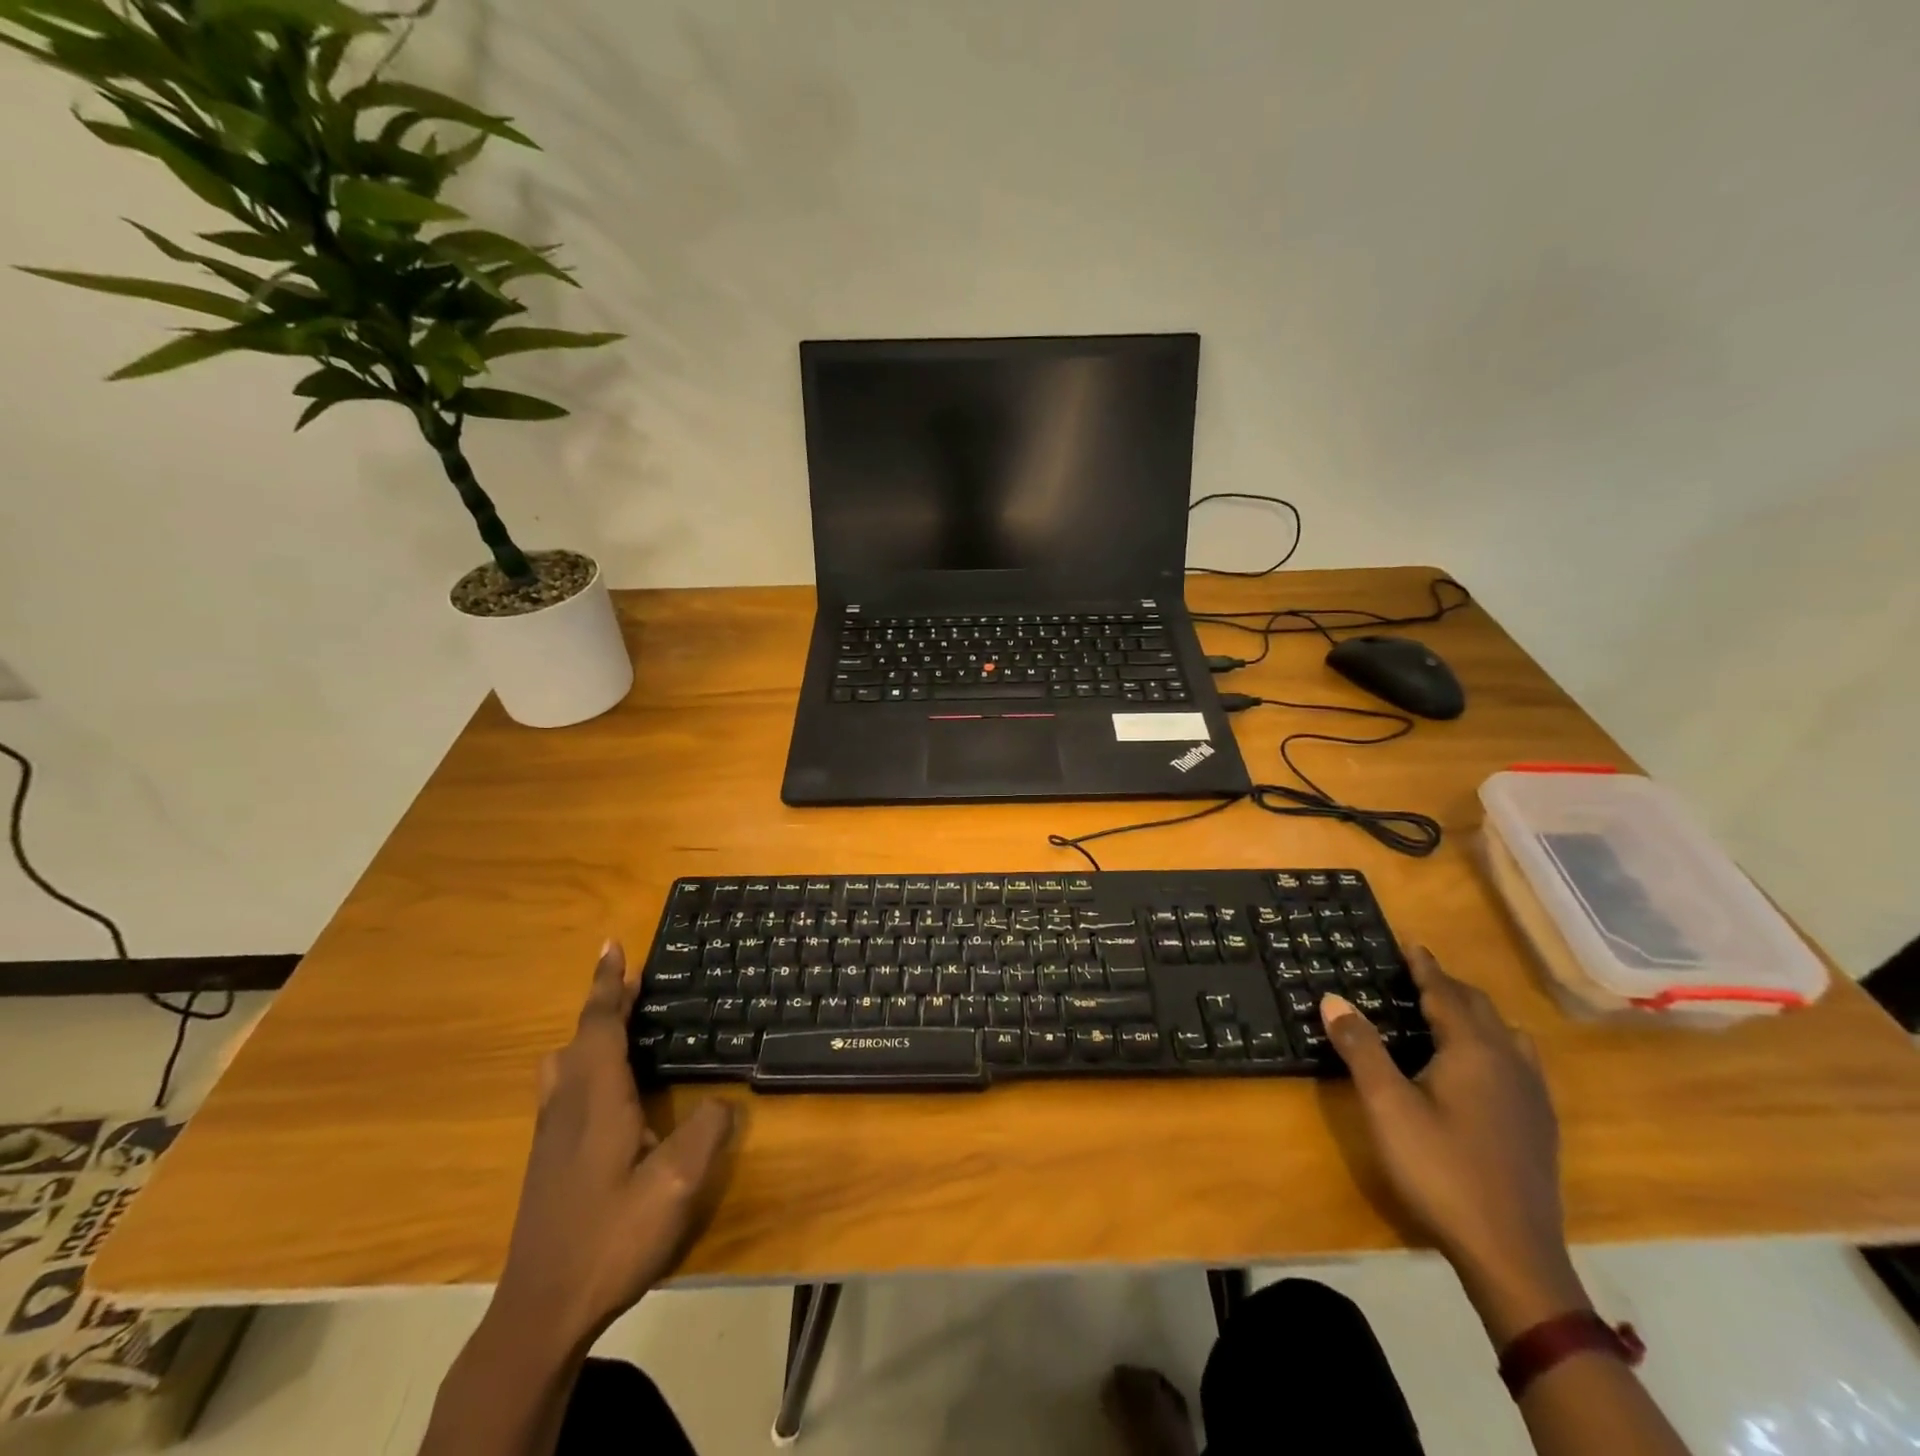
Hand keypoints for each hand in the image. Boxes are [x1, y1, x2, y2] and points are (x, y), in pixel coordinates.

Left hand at [494, 941, 737, 1346]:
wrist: (540, 1312)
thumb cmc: (610, 1237)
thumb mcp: (676, 1185)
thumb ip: (707, 1132)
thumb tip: (724, 1100)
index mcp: (595, 1098)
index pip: (599, 1024)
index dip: (608, 984)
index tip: (611, 944)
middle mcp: (566, 1106)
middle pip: (579, 1037)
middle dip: (603, 1003)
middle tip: (632, 981)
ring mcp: (549, 1135)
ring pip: (562, 1064)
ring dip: (589, 1035)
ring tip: (619, 1028)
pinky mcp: (546, 1161)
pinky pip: (562, 1088)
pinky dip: (584, 1064)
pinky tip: (608, 1091)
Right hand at [1322, 948, 1589, 1341]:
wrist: (1511, 1254)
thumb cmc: (1441, 1169)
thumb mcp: (1387, 1106)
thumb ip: (1361, 1048)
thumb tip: (1333, 998)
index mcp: (1474, 1051)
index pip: (1446, 994)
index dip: (1425, 967)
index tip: (1410, 943)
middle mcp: (1509, 1063)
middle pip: (1480, 1009)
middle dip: (1449, 986)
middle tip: (1417, 974)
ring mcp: (1531, 1096)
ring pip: (1506, 1035)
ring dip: (1475, 1015)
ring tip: (1448, 1012)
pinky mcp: (1539, 1126)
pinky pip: (1518, 1062)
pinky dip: (1494, 1044)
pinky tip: (1482, 1067)